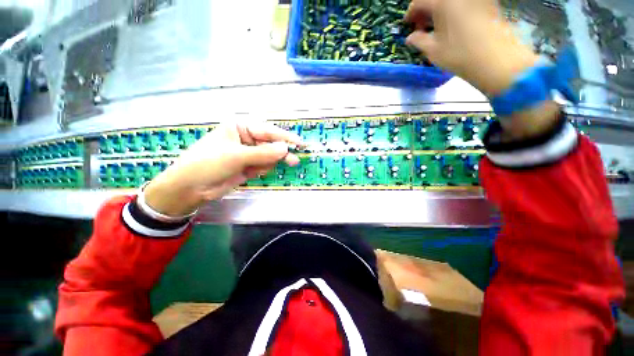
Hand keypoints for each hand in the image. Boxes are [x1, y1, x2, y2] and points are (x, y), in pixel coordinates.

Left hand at [144, 122, 303, 216]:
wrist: (191, 188)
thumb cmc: (208, 164)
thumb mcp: (236, 156)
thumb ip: (263, 153)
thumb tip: (286, 148)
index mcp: (240, 127)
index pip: (267, 130)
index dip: (285, 137)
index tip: (300, 143)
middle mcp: (245, 138)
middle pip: (270, 144)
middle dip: (279, 153)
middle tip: (294, 161)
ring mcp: (248, 152)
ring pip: (269, 156)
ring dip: (268, 163)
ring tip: (256, 170)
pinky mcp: (248, 165)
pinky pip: (263, 165)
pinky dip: (261, 170)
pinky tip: (251, 173)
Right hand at [405, 0, 559, 139]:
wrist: (496, 59)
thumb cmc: (459, 55)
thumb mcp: (433, 50)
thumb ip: (418, 41)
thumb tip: (410, 38)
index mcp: (442, 2)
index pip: (419, 1)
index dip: (411, 13)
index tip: (408, 25)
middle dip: (425, 10)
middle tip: (421, 27)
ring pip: (451, 1)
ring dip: (440, 11)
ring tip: (437, 27)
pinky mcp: (487, 3)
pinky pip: (465, 4)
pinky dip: (454, 11)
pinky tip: (453, 25)